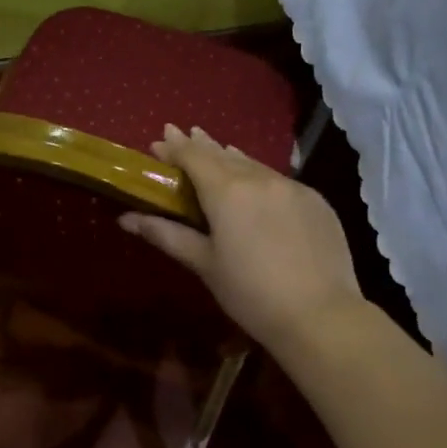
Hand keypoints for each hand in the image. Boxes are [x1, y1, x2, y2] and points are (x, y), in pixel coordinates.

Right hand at [119, 125, 364, 351]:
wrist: (320, 314)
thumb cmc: (250, 293)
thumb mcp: (204, 264)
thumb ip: (166, 234)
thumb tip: (126, 218)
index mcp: (227, 191)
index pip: (194, 157)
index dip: (174, 148)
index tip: (159, 142)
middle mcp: (260, 179)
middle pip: (223, 154)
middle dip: (200, 144)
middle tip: (182, 133)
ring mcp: (293, 188)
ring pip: (254, 165)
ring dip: (231, 156)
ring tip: (216, 148)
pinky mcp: (316, 201)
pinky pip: (279, 180)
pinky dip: (259, 175)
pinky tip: (256, 182)